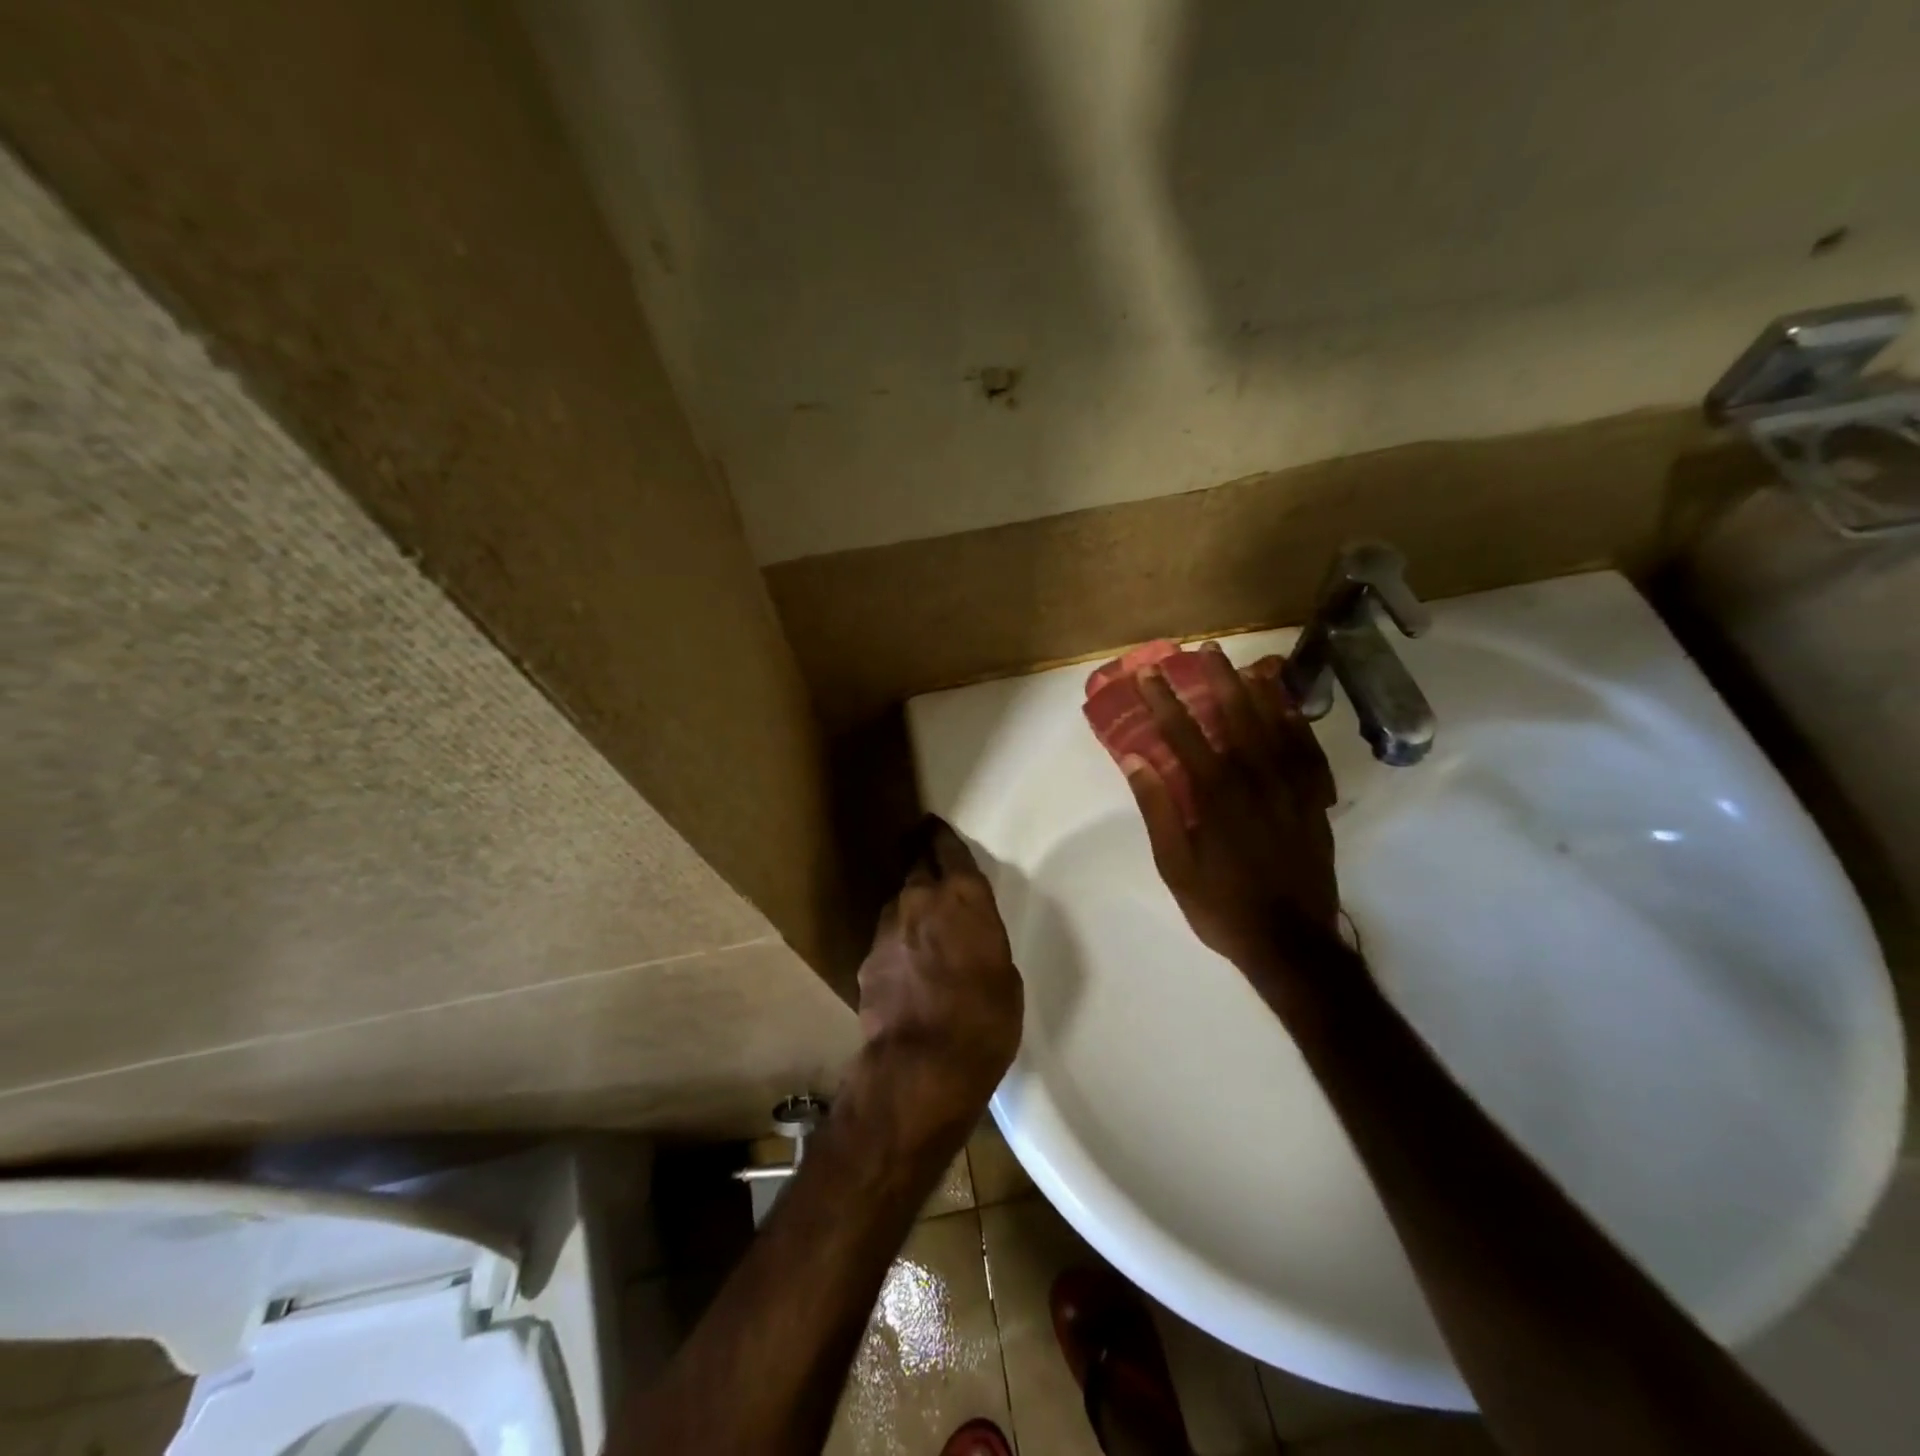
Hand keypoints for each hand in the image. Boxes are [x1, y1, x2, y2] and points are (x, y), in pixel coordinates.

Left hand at [856, 817, 1023, 1123]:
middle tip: (924, 852)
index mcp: (963, 896)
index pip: (948, 848)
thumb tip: (967, 940)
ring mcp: (888, 928)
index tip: (935, 826)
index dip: (942, 836)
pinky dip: (897, 942)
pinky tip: (905, 964)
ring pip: (899, 901)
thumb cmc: (984, 1019)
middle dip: (920, 855)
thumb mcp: (1005, 975)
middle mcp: (920, 899)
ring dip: (909, 904)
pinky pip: (887, 938)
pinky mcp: (867, 959)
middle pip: (916, 863)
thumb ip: (982, 941)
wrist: (922, 1065)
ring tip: (919, 920)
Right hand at [1124, 646, 1348, 994]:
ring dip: (1256, 691)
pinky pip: (1307, 752)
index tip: (1149, 675)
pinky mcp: (1314, 802)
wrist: (1293, 943)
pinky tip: (1288, 707)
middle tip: (1204, 649)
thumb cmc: (1223, 906)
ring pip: (1275, 727)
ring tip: (1243, 664)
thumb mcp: (1175, 866)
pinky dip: (1296, 724)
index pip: (1185, 736)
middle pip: (1236, 717)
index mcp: (1216, 796)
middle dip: (1217, 680)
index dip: (1164, 702)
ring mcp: (1292, 789)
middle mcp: (1256, 781)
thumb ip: (1158, 809)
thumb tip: (1136, 761)